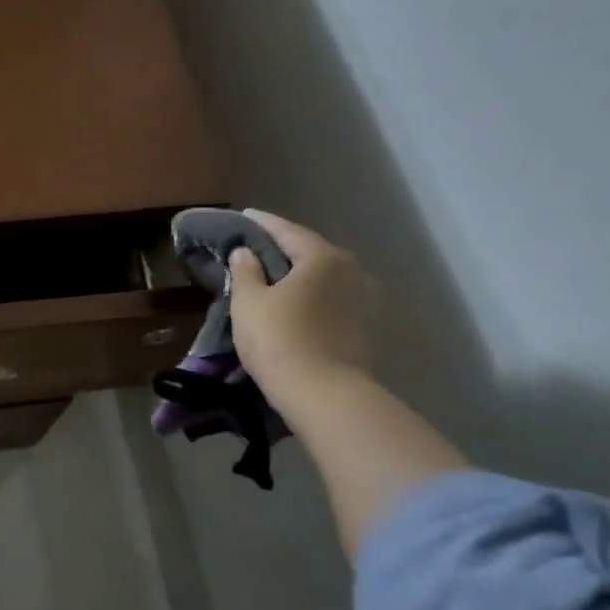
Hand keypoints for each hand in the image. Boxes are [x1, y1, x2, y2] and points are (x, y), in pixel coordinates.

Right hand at [228, 209, 375, 409]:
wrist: (322, 393)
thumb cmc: (278, 338)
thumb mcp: (248, 302)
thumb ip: (245, 271)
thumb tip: (244, 253)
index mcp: (323, 257)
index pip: (288, 231)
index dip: (263, 224)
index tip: (246, 216)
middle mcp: (351, 271)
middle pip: (312, 253)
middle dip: (285, 248)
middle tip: (259, 247)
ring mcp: (363, 301)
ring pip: (325, 278)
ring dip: (301, 274)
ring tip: (276, 276)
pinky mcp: (364, 327)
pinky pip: (332, 299)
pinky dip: (312, 296)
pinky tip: (295, 302)